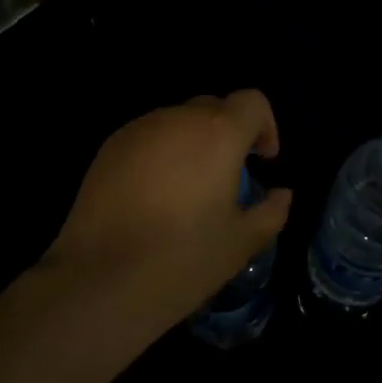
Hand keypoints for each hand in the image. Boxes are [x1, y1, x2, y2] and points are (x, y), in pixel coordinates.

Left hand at [47, 91, 291, 336]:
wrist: (100, 281)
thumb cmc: (183, 259)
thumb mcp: (243, 242)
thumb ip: (272, 210)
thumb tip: (281, 193)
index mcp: (218, 133)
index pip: (252, 102)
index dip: (265, 126)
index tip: (262, 162)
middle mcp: (179, 119)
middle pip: (214, 107)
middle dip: (229, 133)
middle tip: (229, 177)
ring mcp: (139, 130)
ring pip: (178, 121)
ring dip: (193, 142)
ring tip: (189, 187)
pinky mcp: (109, 148)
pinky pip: (148, 137)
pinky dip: (162, 153)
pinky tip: (155, 195)